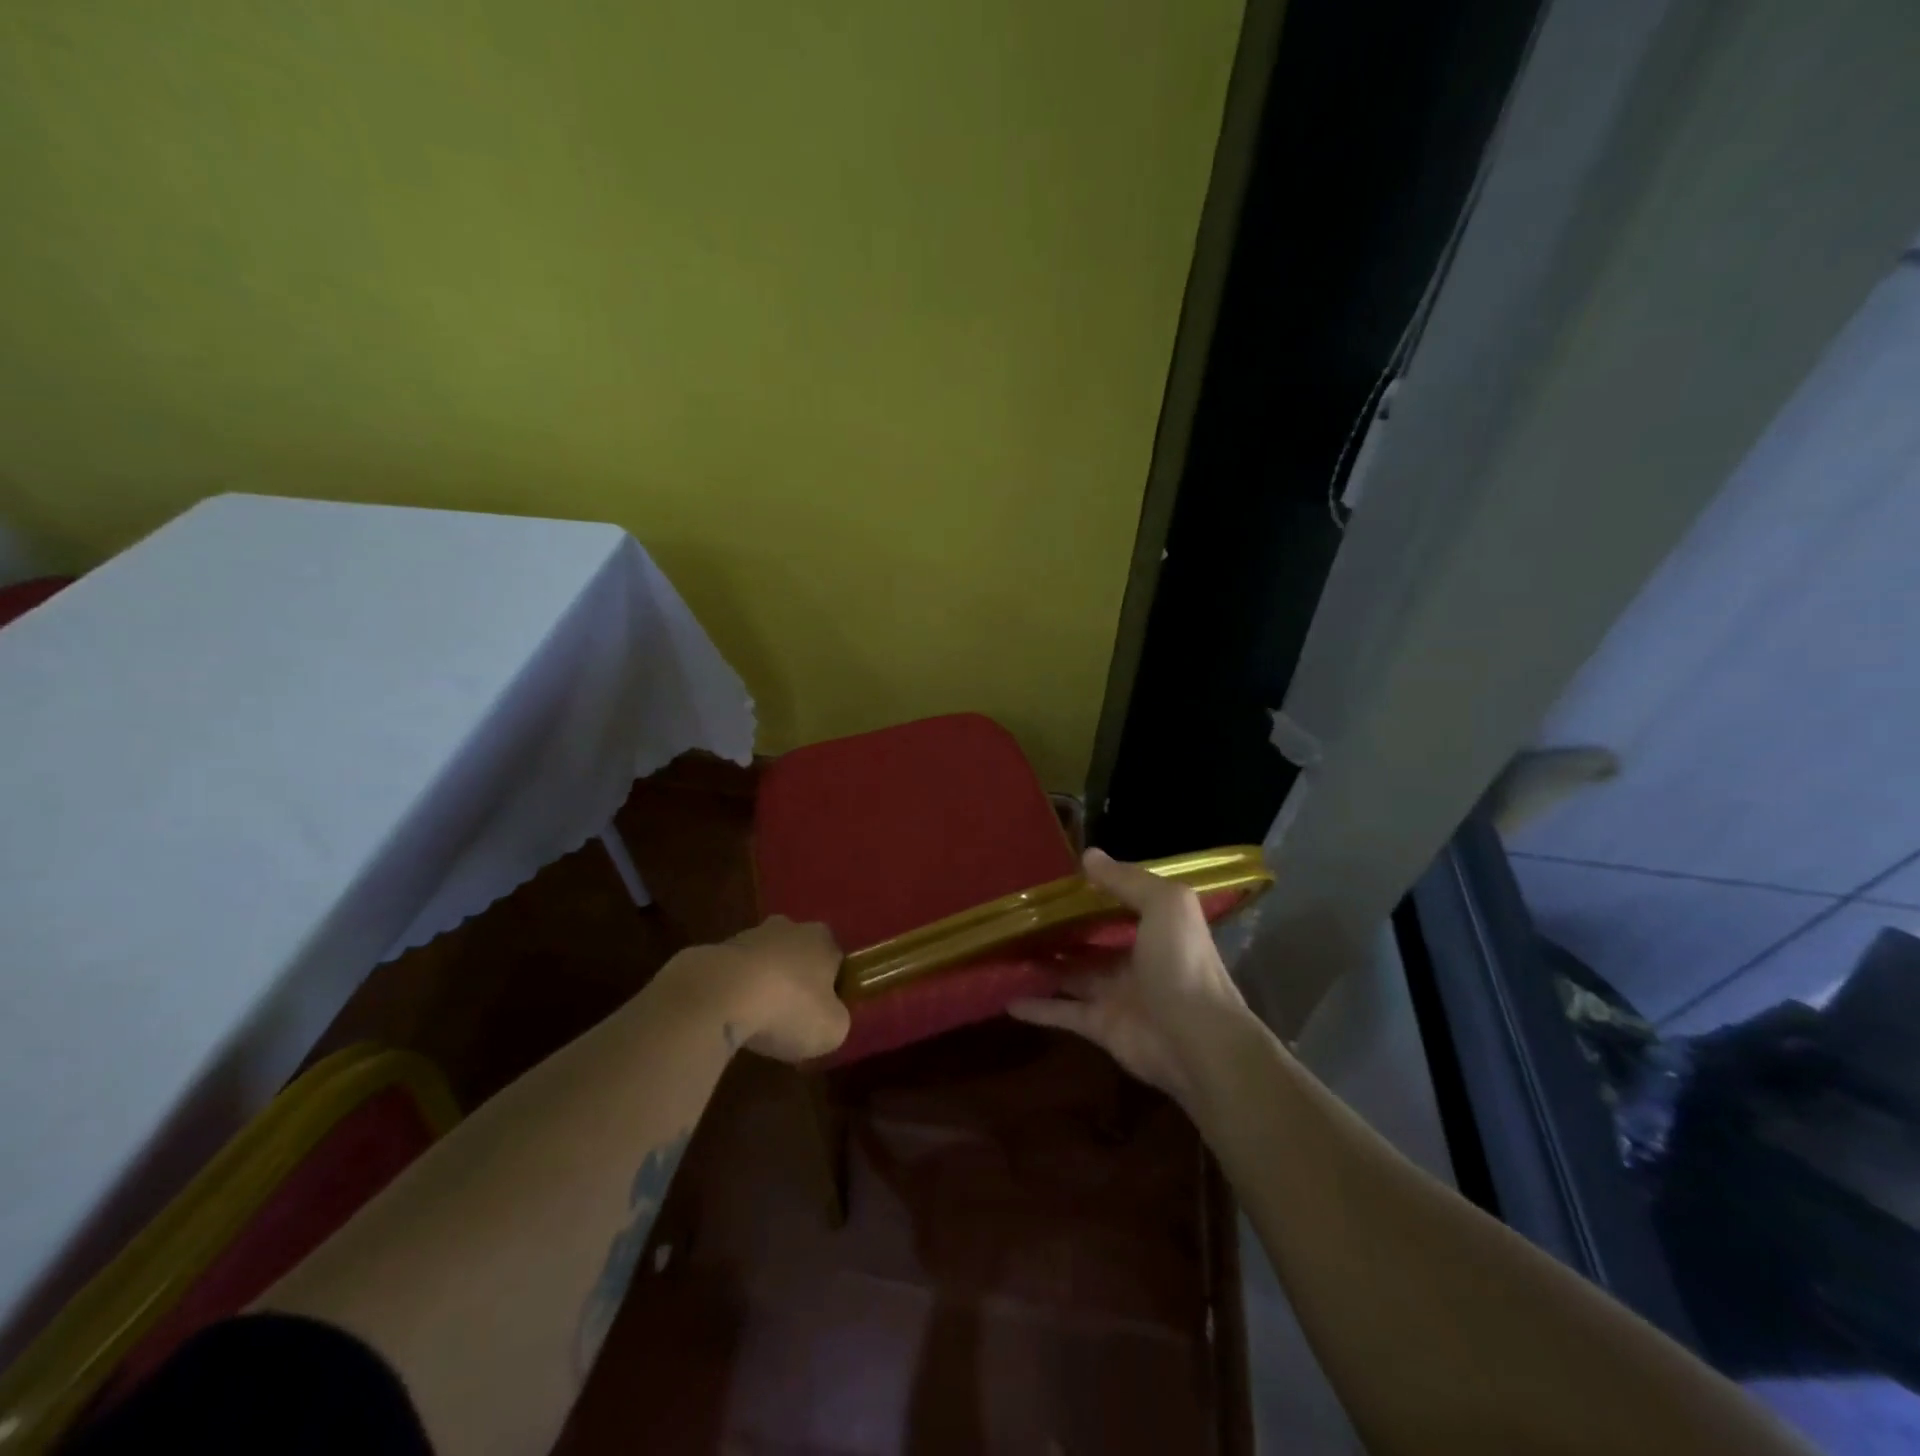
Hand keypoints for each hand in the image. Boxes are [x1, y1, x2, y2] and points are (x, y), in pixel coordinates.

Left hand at [693, 916, 850, 1063]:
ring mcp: (749, 936)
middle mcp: (789, 927)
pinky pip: (735, 975)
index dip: (831, 990)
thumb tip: (830, 1017)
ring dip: (763, 986)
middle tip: (790, 1018)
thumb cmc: (788, 1008)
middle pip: (798, 956)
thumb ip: (838, 1020)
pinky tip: (730, 1018)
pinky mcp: (715, 950)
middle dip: (796, 982)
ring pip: (764, 963)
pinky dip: (735, 993)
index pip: (835, 962)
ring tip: (755, 1024)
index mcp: (823, 939)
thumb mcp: (831, 1029)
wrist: (719, 995)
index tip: (821, 1016)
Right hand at [1008, 849, 1249, 1104]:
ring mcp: (1116, 994)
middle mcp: (1135, 959)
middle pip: (1090, 941)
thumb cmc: (1182, 963)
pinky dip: (1037, 1008)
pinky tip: (1007, 999)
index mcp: (1155, 928)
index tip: (1056, 879)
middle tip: (1021, 915)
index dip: (1093, 891)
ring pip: (1071, 974)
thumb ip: (1126, 880)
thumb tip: (1088, 855)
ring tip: (1006, 950)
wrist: (1198, 1041)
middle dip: (1061, 929)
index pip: (1120, 904)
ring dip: (1044, 965)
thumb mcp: (1164, 905)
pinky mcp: (1100, 1026)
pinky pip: (1062, 1012)